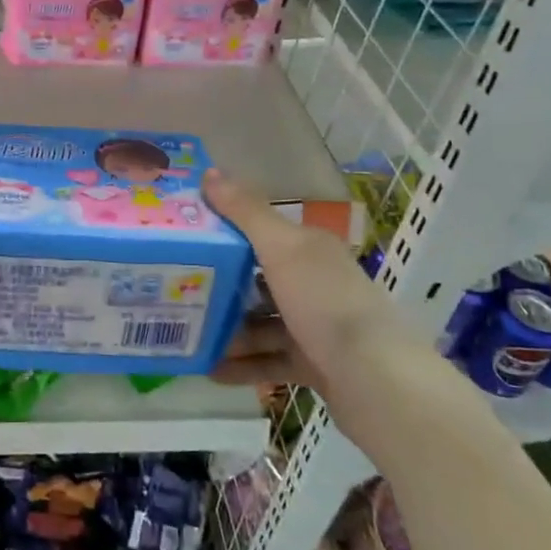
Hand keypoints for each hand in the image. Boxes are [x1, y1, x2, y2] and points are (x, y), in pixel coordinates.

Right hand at [202, 169, 407, 390]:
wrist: (374, 378)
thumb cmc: (324, 302)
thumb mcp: (281, 249)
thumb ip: (245, 212)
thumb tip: (210, 171)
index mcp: (308, 249)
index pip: (261, 233)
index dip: (224, 233)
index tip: (183, 239)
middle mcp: (313, 282)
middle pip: (258, 280)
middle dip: (219, 288)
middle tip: (176, 291)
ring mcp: (315, 326)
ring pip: (262, 324)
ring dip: (227, 331)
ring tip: (187, 336)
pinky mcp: (314, 363)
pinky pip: (270, 360)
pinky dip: (243, 365)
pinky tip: (210, 370)